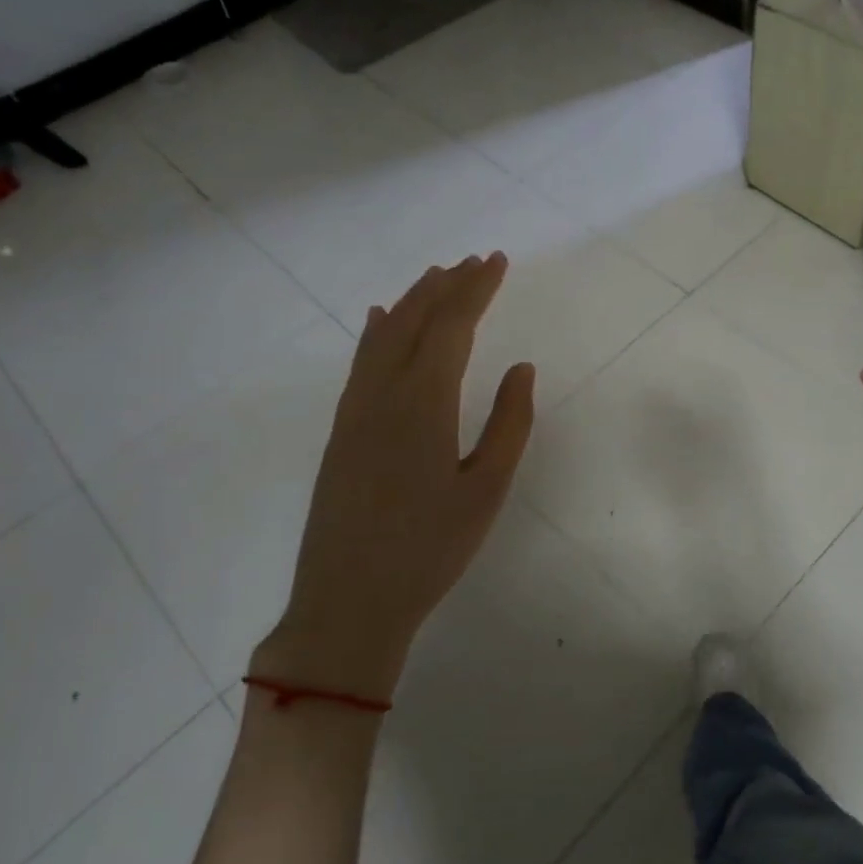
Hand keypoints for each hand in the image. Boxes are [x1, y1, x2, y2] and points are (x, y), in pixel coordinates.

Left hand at [254, 254, 535, 699]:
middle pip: (415, 321)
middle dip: (447, 286)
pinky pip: (360, 363)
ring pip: (383, 336)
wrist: (348, 602)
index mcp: (424, 404)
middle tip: (475, 261)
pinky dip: (377, 332)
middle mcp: (383, 394)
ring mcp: (354, 411)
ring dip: (413, 301)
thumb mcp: (486, 491)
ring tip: (436, 276)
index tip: (497, 262)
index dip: (476, 289)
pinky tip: (381, 321)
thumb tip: (522, 367)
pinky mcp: (340, 431)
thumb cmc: (430, 550)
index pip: (451, 326)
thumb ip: (509, 423)